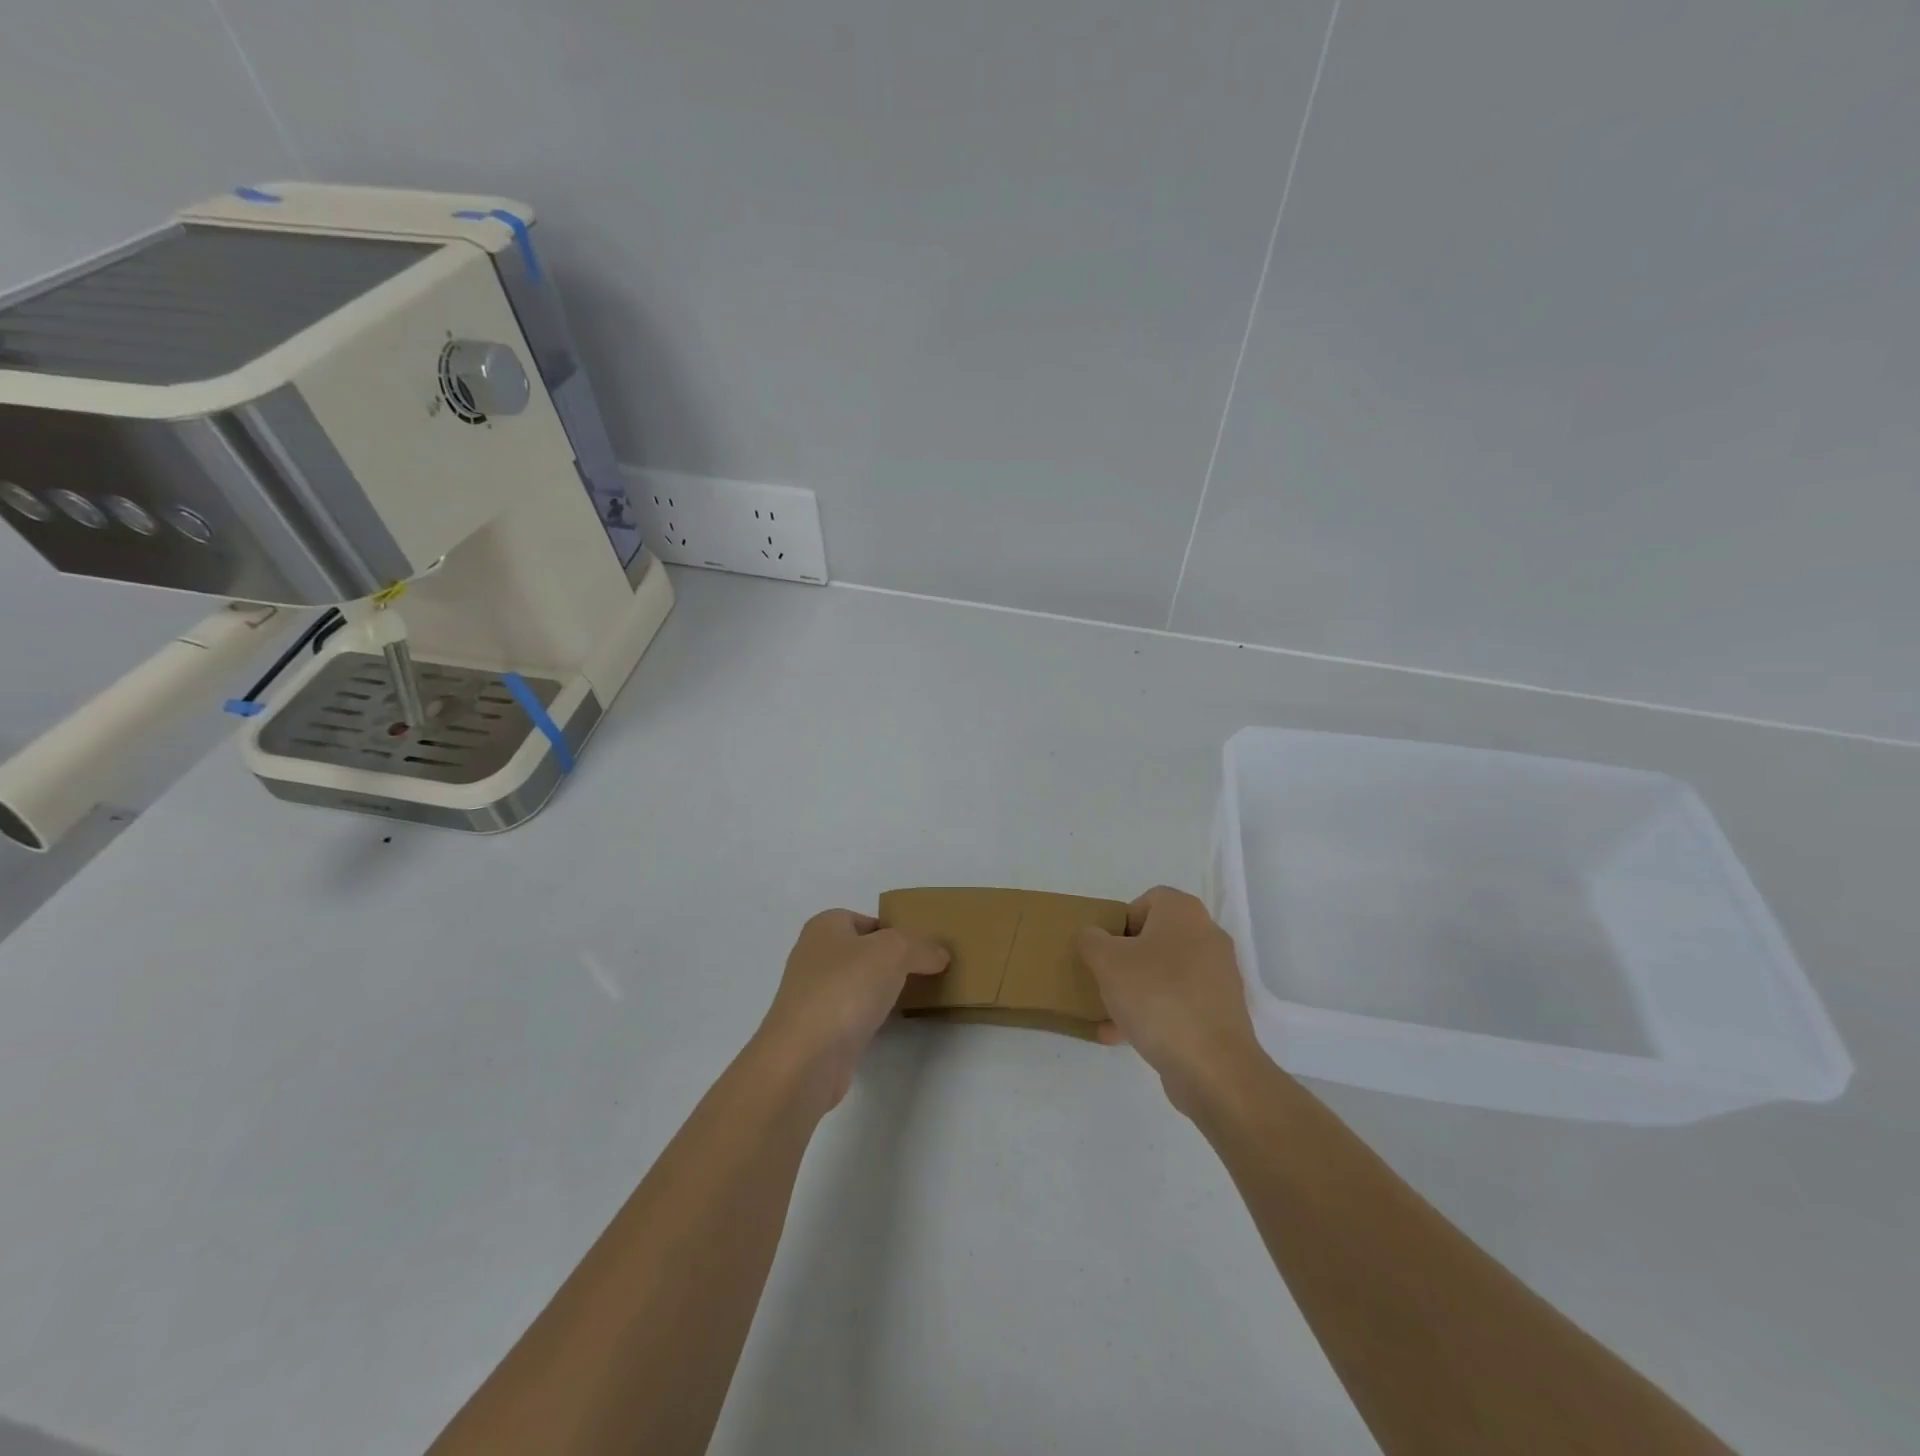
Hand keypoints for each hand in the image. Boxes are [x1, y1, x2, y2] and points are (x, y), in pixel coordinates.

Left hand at [754, 910, 948, 1112]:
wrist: (804, 1060)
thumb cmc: (845, 989)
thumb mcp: (894, 952)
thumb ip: (921, 947)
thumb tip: (939, 955)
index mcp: (824, 926)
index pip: (867, 920)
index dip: (895, 930)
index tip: (923, 949)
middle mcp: (813, 956)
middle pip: (863, 952)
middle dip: (892, 961)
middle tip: (924, 972)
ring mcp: (812, 996)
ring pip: (858, 984)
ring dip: (881, 991)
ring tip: (914, 998)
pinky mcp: (816, 1031)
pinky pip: (852, 1014)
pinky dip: (870, 1018)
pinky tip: (889, 1025)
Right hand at [1076, 886, 1267, 1113]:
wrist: (1212, 1066)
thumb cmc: (1156, 997)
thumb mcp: (1107, 962)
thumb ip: (1091, 940)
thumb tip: (1091, 936)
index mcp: (1184, 913)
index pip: (1148, 900)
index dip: (1121, 920)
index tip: (1104, 948)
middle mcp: (1207, 936)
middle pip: (1156, 938)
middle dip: (1126, 959)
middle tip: (1104, 977)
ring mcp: (1218, 977)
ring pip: (1165, 974)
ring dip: (1135, 989)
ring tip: (1108, 1013)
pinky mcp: (1220, 1012)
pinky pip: (1178, 1003)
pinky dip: (1153, 1014)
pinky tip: (1123, 1037)